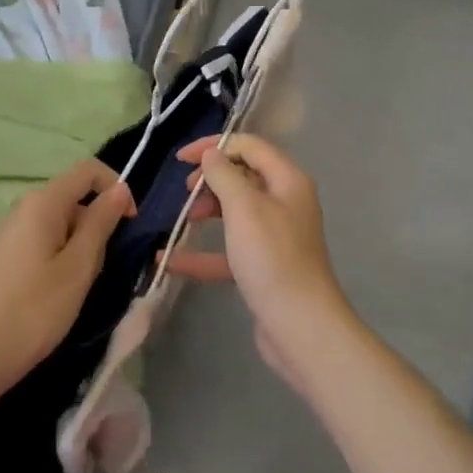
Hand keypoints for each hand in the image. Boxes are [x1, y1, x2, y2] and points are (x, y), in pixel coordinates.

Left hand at [0, 160, 132, 396]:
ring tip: (79, 284)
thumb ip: (101, 223)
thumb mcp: (79, 267)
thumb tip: (119, 189)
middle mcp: (22, 206)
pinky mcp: (0, 254)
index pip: (88, 170)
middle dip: (97, 222)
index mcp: (42, 202)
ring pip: (58, 221)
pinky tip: (55, 291)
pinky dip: (59, 254)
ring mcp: (7, 230)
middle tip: (101, 267)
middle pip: (72, 196)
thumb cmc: (35, 310)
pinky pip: (40, 239)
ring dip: (79, 243)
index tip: (130, 225)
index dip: (116, 188)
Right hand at [173, 134, 352, 389]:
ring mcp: (276, 237)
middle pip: (243, 177)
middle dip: (211, 180)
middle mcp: (285, 203)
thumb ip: (224, 174)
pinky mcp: (265, 267)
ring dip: (207, 211)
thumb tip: (212, 153)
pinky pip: (230, 250)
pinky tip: (171, 261)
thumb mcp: (243, 207)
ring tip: (182, 220)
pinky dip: (204, 253)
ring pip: (236, 212)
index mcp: (287, 180)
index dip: (215, 145)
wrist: (301, 327)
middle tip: (185, 192)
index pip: (249, 146)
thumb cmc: (272, 258)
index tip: (181, 159)